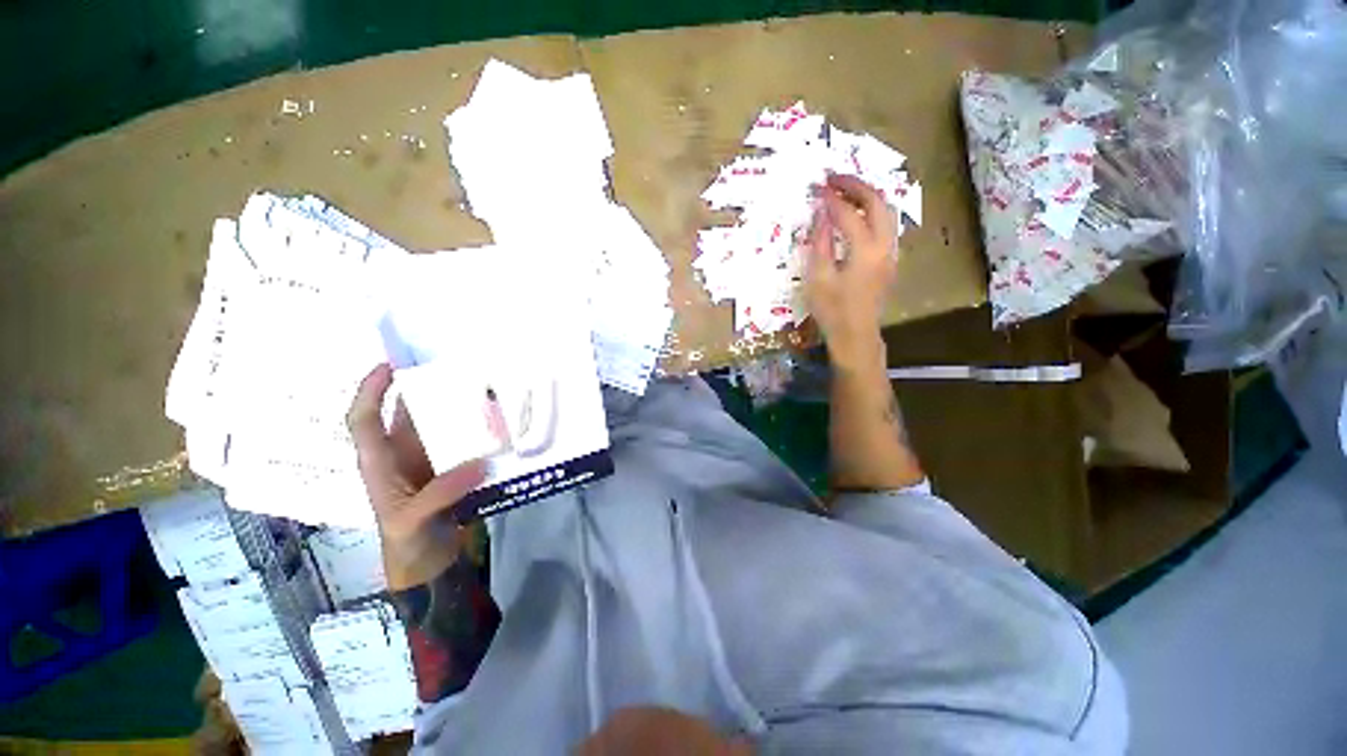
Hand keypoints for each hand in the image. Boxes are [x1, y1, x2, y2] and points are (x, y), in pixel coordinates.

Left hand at [347, 363, 486, 590]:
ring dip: (453, 408)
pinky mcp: (451, 469)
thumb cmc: (406, 543)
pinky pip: (461, 441)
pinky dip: (474, 430)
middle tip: (452, 368)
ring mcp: (428, 461)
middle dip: (422, 389)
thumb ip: (441, 492)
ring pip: (435, 425)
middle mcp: (401, 454)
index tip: (390, 366)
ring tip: (479, 388)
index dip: (370, 390)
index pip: (364, 419)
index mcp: (379, 462)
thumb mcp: (412, 520)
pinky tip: (494, 423)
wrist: (427, 565)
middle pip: (405, 414)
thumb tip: (479, 462)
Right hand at [804, 173, 897, 370]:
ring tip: (845, 192)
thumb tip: (821, 215)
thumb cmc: (832, 309)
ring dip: (867, 197)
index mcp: (865, 250)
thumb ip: (820, 243)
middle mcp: (884, 245)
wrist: (855, 334)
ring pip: (887, 212)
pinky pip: (886, 225)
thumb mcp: (818, 277)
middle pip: (877, 203)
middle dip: (856, 186)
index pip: (849, 214)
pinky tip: (856, 215)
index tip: (818, 187)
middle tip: (834, 179)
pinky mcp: (889, 260)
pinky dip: (872, 212)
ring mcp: (891, 252)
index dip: (832, 199)